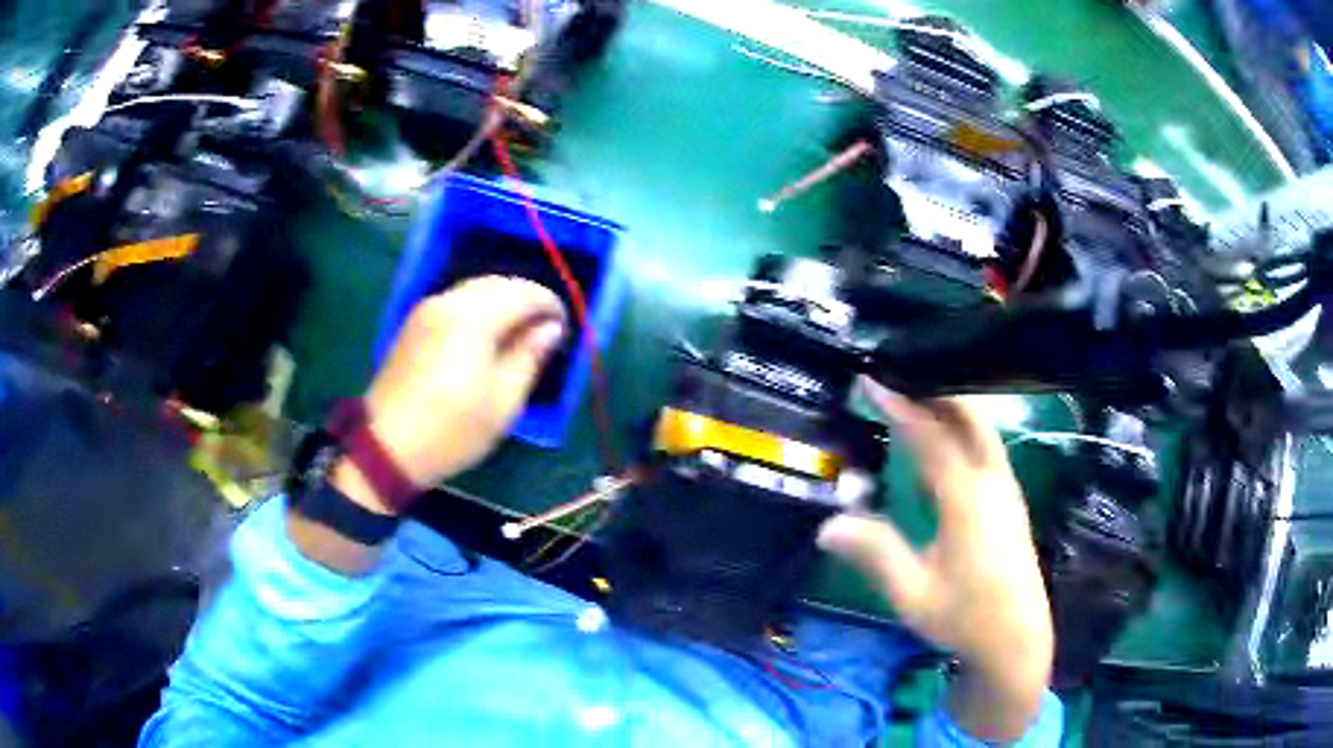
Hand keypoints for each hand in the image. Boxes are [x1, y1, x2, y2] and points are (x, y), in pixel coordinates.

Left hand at [336, 276, 565, 513]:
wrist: (387, 446)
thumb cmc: (451, 430)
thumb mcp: (503, 401)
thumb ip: (530, 356)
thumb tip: (551, 328)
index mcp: (474, 317)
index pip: (524, 292)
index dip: (550, 305)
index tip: (563, 328)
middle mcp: (449, 301)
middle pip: (498, 283)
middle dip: (526, 299)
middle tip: (543, 331)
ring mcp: (427, 310)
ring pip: (475, 289)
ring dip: (502, 302)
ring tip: (517, 335)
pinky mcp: (414, 324)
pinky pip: (455, 301)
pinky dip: (478, 309)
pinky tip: (485, 337)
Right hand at [817, 379, 1052, 740]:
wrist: (1017, 640)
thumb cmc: (965, 617)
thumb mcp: (912, 593)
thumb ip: (875, 553)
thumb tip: (827, 525)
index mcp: (968, 500)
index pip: (932, 436)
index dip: (900, 405)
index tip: (871, 380)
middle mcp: (993, 483)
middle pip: (969, 417)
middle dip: (934, 389)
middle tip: (896, 375)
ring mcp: (1007, 489)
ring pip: (981, 429)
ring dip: (950, 406)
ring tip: (914, 396)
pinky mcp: (1010, 500)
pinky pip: (985, 447)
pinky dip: (961, 428)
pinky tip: (941, 441)